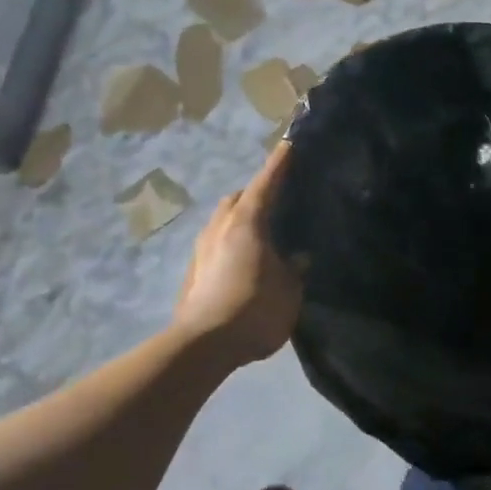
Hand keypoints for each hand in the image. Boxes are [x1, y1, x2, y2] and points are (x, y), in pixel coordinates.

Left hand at [172, 143, 304, 364]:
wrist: (202, 345)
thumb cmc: (254, 309)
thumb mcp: (289, 290)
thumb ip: (294, 270)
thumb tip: (297, 258)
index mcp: (247, 222)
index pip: (266, 183)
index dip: (279, 164)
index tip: (288, 144)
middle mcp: (220, 227)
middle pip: (238, 198)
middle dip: (255, 193)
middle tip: (276, 199)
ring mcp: (201, 249)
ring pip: (222, 220)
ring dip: (239, 219)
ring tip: (259, 232)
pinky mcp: (193, 272)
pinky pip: (215, 244)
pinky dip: (230, 242)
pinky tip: (243, 261)